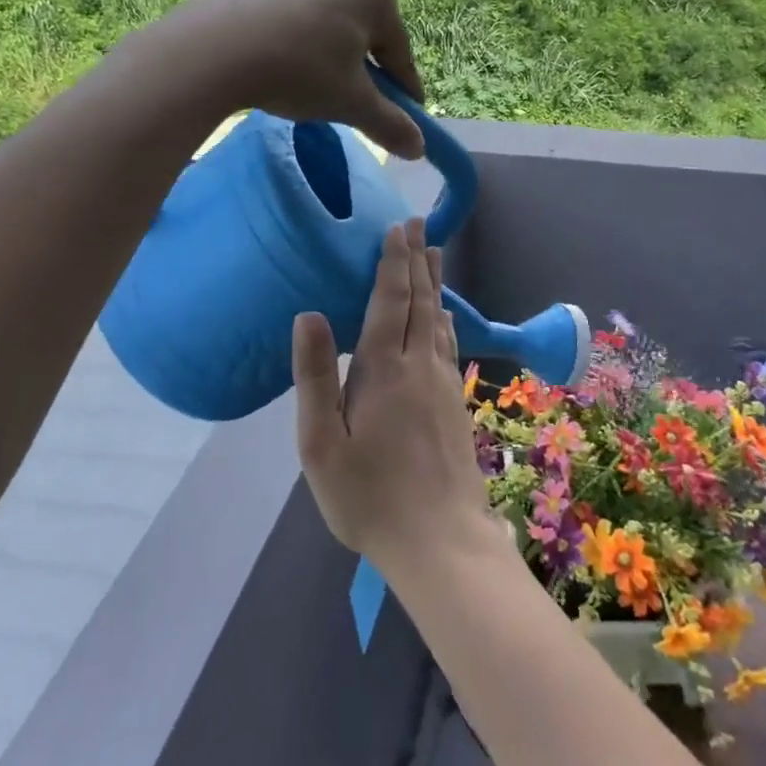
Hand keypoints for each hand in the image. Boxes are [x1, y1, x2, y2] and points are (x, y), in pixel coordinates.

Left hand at [167, 0, 425, 159]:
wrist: (212, 49)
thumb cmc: (299, 72)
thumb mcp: (351, 104)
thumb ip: (390, 124)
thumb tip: (420, 149)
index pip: (400, 52)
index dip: (405, 90)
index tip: (407, 117)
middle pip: (364, 32)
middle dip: (365, 68)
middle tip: (356, 103)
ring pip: (328, 22)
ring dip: (330, 54)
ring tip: (315, 85)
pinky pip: (292, 15)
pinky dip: (296, 41)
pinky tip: (281, 65)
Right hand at [292, 220, 493, 571]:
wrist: (440, 540)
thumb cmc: (368, 495)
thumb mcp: (321, 443)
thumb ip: (316, 376)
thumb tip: (309, 314)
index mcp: (384, 370)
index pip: (389, 301)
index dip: (393, 262)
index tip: (398, 227)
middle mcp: (420, 366)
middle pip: (421, 301)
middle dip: (418, 259)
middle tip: (421, 225)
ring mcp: (444, 384)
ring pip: (440, 319)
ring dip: (435, 284)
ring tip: (436, 255)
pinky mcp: (456, 404)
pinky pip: (449, 344)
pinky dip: (445, 318)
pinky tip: (444, 318)